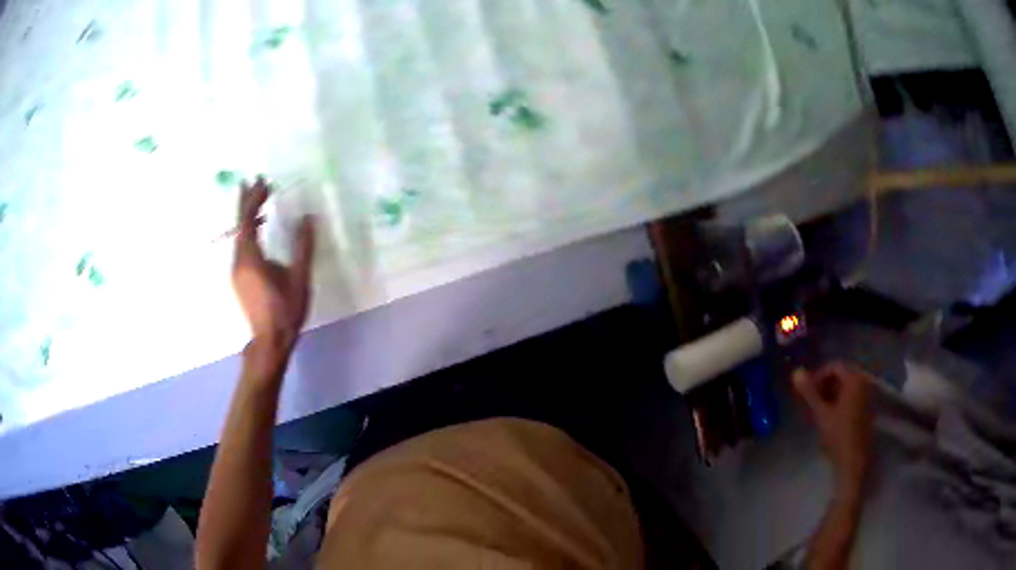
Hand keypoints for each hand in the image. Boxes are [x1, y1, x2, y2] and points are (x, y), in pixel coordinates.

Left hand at [233, 177, 314, 359]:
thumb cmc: (285, 310)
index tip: (264, 181)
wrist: (270, 341)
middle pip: (240, 225)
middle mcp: (239, 261)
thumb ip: (303, 246)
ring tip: (259, 199)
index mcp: (251, 258)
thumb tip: (308, 217)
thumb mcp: (299, 278)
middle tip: (255, 181)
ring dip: (248, 216)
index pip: (248, 221)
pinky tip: (259, 229)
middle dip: (247, 202)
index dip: (255, 200)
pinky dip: (249, 231)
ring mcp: (237, 271)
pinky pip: (242, 246)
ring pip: (239, 235)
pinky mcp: (240, 278)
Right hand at [793, 362, 872, 495]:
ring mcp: (867, 396)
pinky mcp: (866, 408)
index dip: (817, 376)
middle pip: (840, 376)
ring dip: (829, 395)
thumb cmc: (838, 435)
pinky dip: (838, 402)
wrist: (854, 461)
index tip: (806, 392)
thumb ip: (809, 392)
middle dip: (823, 386)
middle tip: (810, 402)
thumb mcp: (821, 413)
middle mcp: (863, 382)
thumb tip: (795, 372)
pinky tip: (829, 417)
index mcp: (854, 380)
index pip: (833, 367)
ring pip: (845, 388)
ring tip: (817, 411)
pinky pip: (851, 397)